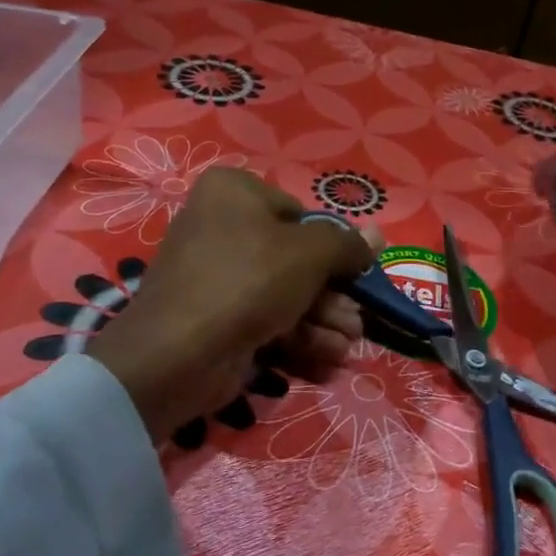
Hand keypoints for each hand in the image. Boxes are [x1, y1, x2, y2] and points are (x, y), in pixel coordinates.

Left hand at [88, 170, 375, 443]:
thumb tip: (377, 235)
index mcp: (234, 193)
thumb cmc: (248, 281)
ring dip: (323, 323)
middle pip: (296, 260)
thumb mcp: (310, 253)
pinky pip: (265, 321)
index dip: (331, 248)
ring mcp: (215, 276)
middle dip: (333, 297)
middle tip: (357, 323)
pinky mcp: (215, 318)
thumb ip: (348, 244)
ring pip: (285, 295)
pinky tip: (326, 362)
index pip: (299, 214)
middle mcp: (220, 226)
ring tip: (345, 348)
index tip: (355, 276)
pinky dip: (298, 340)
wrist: (178, 355)